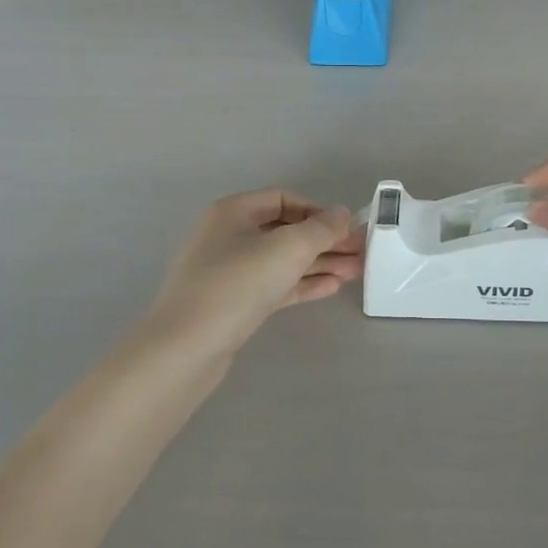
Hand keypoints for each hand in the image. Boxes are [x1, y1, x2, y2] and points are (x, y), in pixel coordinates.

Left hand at [142, 191, 363, 357]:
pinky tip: (331, 288)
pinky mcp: (234, 303)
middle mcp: (229, 236)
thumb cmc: (237, 284)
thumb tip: (343, 214)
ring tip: (355, 273)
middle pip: (286, 231)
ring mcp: (230, 272)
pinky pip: (275, 285)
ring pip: (283, 260)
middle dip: (325, 241)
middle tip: (361, 253)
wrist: (186, 348)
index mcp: (234, 212)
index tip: (347, 229)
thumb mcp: (287, 248)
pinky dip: (302, 284)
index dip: (318, 211)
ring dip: (319, 264)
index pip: (284, 199)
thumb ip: (321, 228)